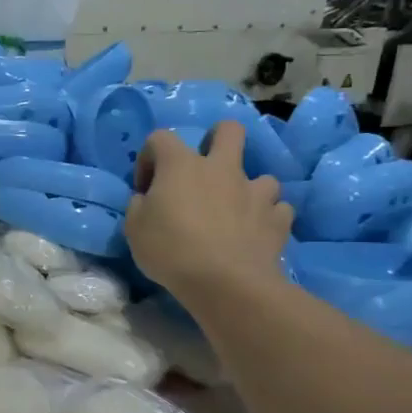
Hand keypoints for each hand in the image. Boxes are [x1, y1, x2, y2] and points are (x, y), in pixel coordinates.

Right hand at [126, 123, 291, 300]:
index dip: (149, 157)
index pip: (161, 138)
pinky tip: (256, 232)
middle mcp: (222, 168)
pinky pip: (277, 209)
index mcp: (181, 165)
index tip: (145, 187)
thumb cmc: (171, 251)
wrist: (225, 282)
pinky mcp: (277, 219)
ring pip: (261, 176)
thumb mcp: (134, 229)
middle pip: (228, 130)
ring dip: (247, 190)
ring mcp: (255, 191)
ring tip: (236, 212)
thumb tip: (148, 199)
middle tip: (204, 168)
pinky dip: (267, 217)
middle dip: (217, 139)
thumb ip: (140, 206)